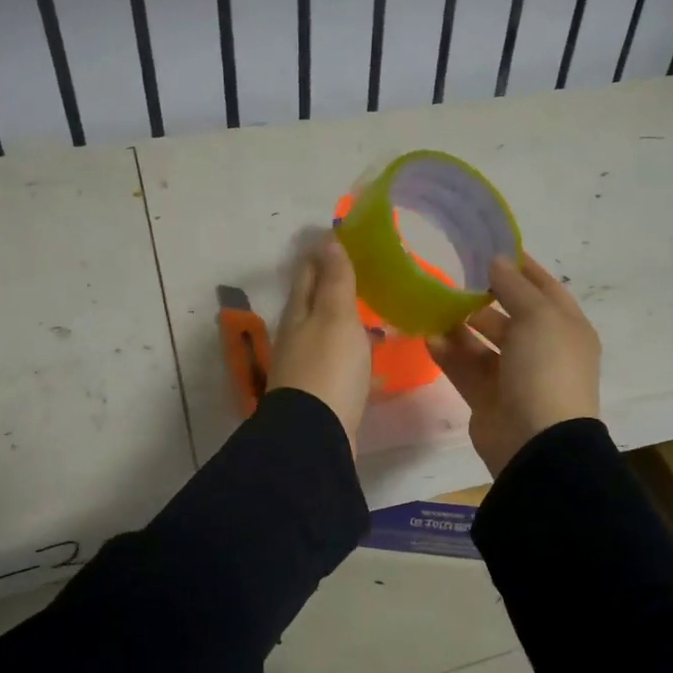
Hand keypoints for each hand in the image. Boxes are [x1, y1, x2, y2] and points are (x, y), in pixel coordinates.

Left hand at [268, 234, 371, 450]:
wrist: (316, 435)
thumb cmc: (328, 369)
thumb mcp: (336, 317)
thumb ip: (335, 281)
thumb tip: (328, 240)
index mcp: (299, 313)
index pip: (309, 272)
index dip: (324, 253)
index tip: (344, 237)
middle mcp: (297, 336)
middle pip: (315, 302)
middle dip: (335, 285)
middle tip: (365, 271)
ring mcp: (307, 366)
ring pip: (328, 333)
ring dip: (346, 320)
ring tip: (374, 310)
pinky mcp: (322, 392)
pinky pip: (340, 362)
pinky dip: (354, 352)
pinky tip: (372, 356)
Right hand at [426, 253, 600, 478]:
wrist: (536, 441)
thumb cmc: (546, 369)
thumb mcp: (538, 317)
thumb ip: (515, 287)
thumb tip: (497, 262)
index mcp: (566, 328)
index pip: (544, 289)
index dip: (521, 268)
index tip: (491, 248)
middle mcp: (542, 350)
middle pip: (511, 316)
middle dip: (484, 297)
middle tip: (453, 277)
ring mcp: (514, 376)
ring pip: (483, 343)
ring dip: (461, 325)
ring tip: (433, 305)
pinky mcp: (488, 398)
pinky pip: (465, 369)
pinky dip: (449, 354)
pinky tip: (428, 337)